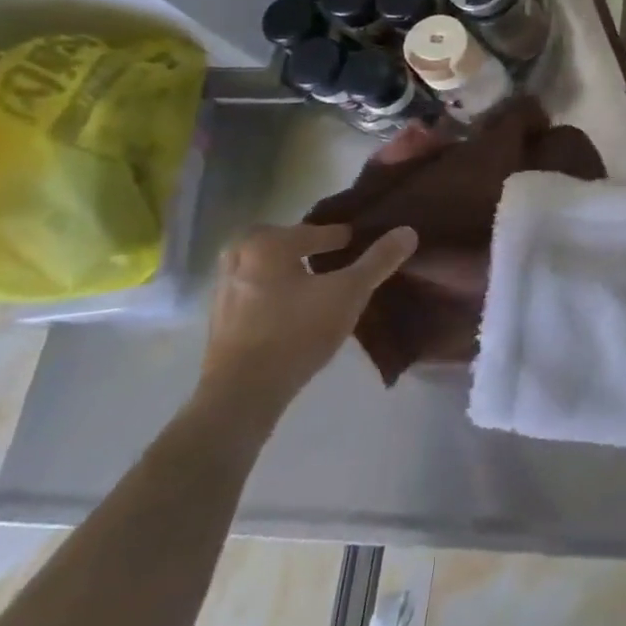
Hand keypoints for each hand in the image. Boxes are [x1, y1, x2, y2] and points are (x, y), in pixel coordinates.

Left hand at [197, 222, 416, 428]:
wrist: (241, 394)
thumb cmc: (297, 332)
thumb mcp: (349, 293)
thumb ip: (378, 260)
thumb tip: (408, 231)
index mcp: (266, 243)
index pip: (316, 231)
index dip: (343, 238)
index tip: (362, 245)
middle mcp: (238, 258)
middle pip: (284, 243)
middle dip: (308, 249)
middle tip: (335, 261)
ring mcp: (222, 290)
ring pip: (265, 268)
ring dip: (289, 272)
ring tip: (317, 288)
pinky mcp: (218, 320)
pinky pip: (253, 292)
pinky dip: (273, 294)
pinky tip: (293, 313)